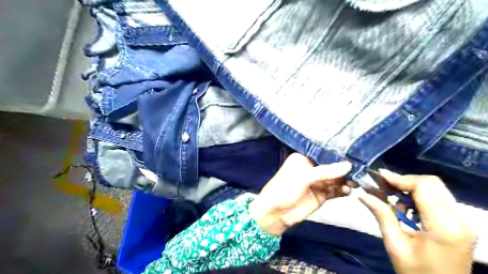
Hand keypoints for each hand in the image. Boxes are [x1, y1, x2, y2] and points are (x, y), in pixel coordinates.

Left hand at [250, 154, 352, 234]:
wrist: (276, 214)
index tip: (354, 153)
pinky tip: (348, 191)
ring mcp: (317, 182)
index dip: (337, 154)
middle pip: (332, 166)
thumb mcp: (304, 177)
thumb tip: (348, 165)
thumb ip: (326, 171)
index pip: (323, 153)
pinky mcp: (321, 195)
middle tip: (359, 171)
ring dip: (345, 180)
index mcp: (303, 158)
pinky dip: (342, 191)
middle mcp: (312, 168)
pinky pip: (335, 191)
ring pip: (335, 179)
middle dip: (344, 169)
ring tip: (355, 182)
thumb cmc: (285, 189)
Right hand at [360, 169, 474, 273]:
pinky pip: (437, 199)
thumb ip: (382, 215)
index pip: (424, 187)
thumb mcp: (395, 245)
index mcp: (444, 226)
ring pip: (435, 189)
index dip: (399, 178)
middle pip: (431, 183)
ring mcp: (462, 221)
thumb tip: (362, 194)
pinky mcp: (459, 223)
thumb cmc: (417, 273)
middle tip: (382, 185)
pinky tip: (404, 207)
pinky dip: (418, 196)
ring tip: (390, 197)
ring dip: (410, 188)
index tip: (378, 176)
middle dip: (404, 180)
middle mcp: (459, 219)